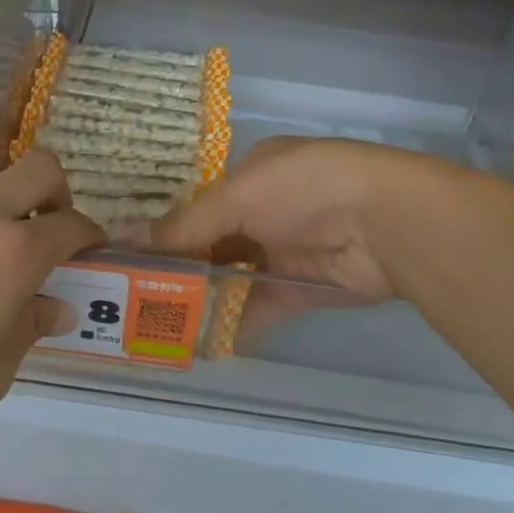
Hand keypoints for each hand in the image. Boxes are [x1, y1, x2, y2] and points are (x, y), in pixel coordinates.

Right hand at [145, 137, 453, 302]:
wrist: (385, 224)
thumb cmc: (303, 190)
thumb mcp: (237, 198)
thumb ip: (185, 226)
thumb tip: (127, 240)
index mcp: (252, 173)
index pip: (200, 202)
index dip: (168, 226)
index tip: (132, 253)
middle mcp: (268, 209)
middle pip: (214, 241)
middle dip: (181, 266)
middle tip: (136, 293)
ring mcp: (286, 250)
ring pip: (233, 276)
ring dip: (203, 296)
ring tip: (158, 320)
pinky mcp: (302, 289)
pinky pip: (258, 307)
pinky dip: (233, 322)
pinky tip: (200, 340)